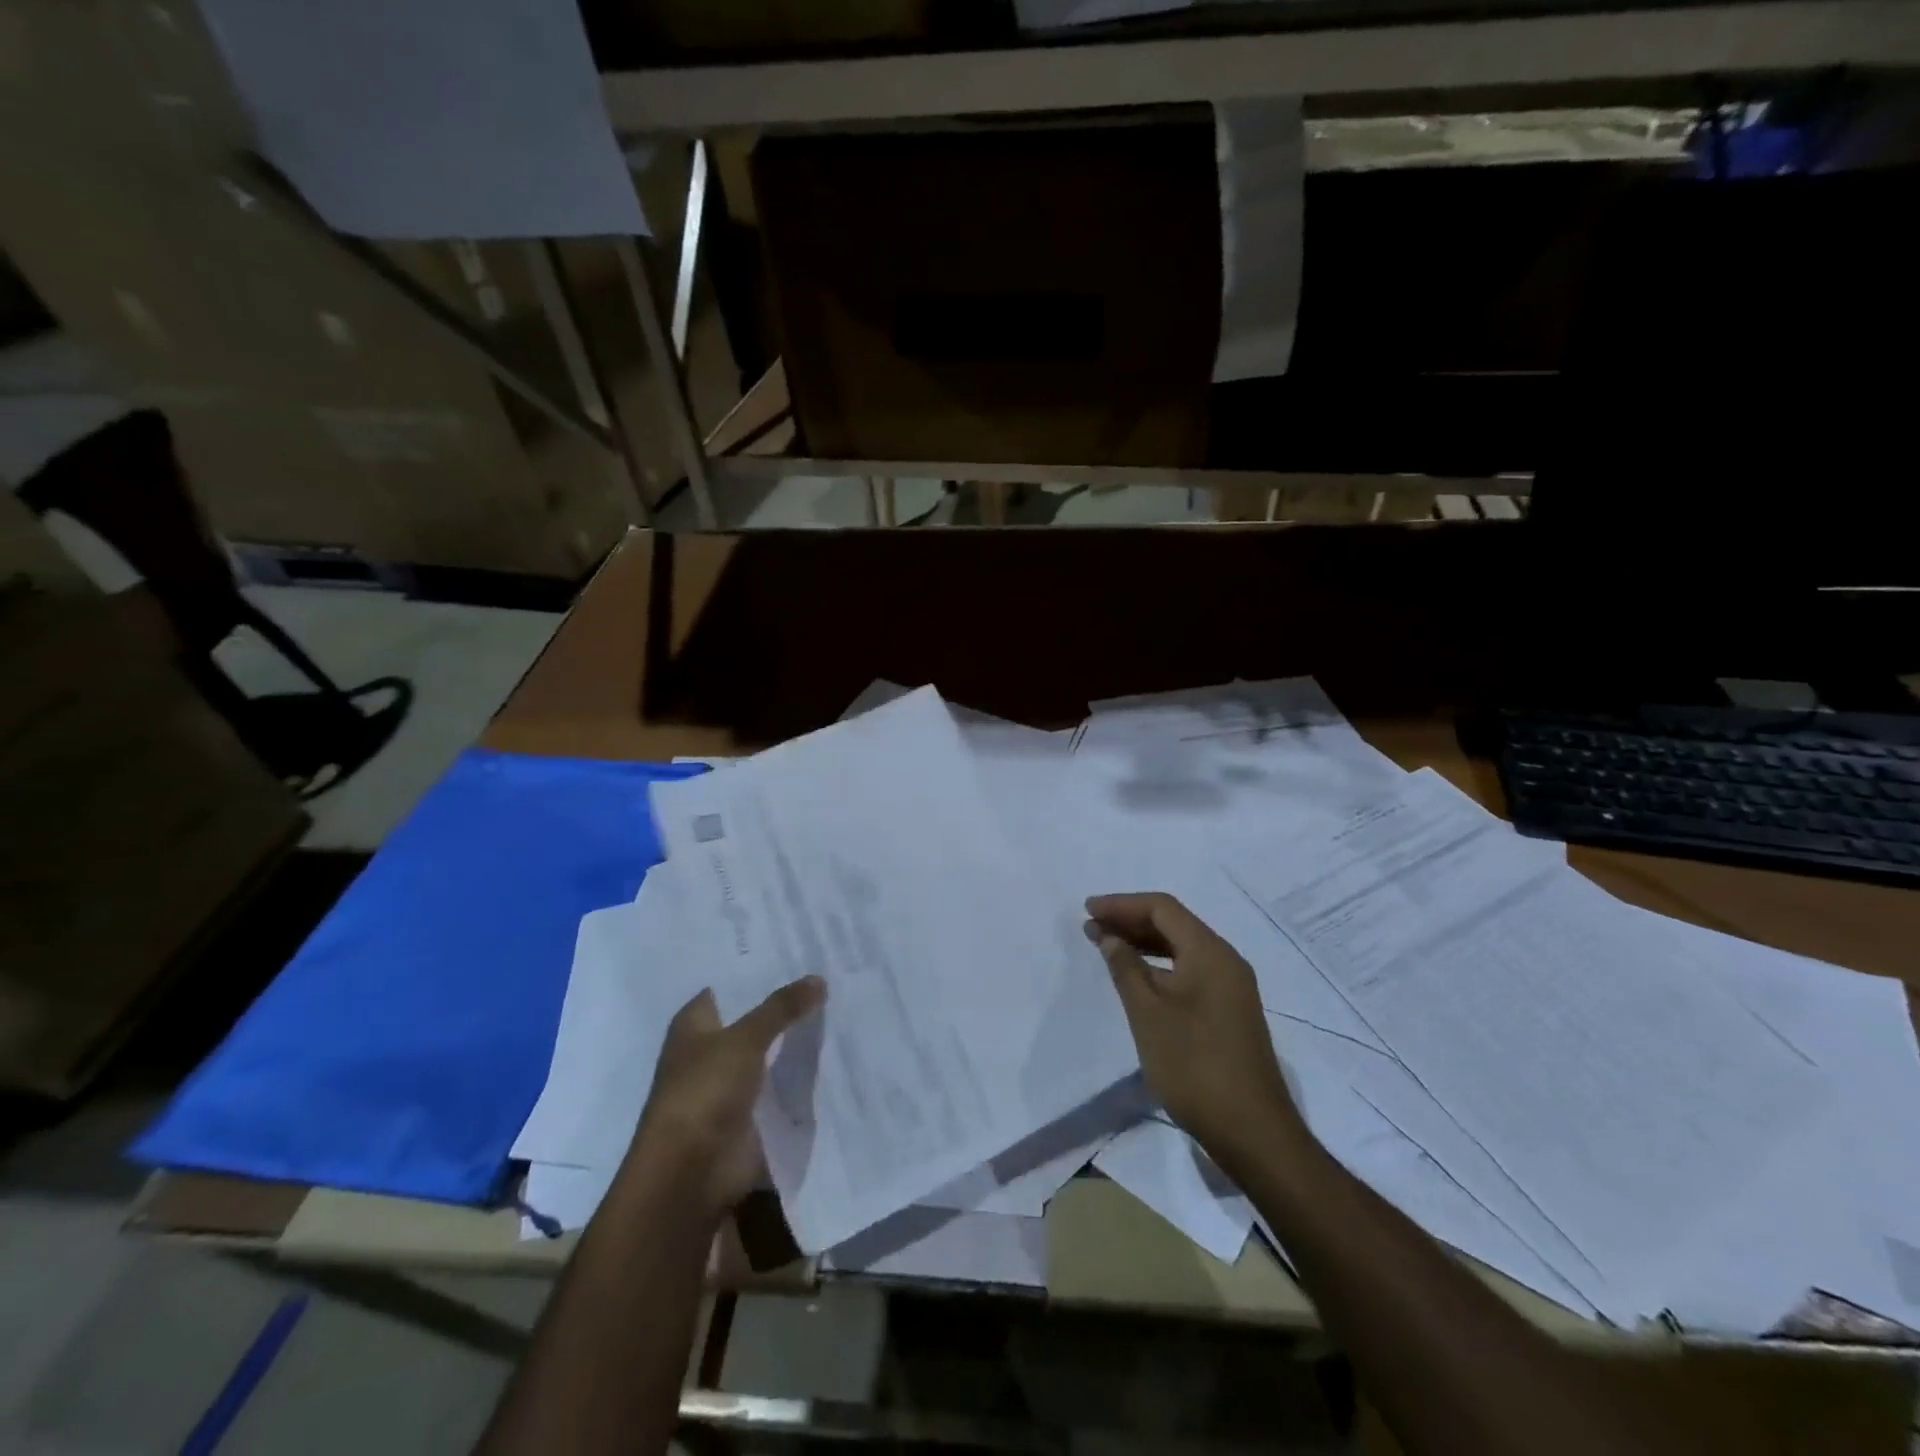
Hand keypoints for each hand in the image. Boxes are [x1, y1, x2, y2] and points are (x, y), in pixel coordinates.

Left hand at [629, 977, 824, 1216]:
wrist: (691, 1174)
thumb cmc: (704, 1092)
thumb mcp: (744, 1039)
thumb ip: (781, 1008)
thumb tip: (818, 978)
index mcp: (694, 1023)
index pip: (730, 983)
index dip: (760, 967)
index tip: (797, 946)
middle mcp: (710, 1048)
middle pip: (753, 1016)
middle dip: (786, 1000)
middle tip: (829, 970)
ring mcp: (730, 1082)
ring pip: (770, 1049)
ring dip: (796, 1037)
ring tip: (841, 1003)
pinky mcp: (750, 1112)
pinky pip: (781, 1083)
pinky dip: (802, 1072)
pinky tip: (835, 1049)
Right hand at [1085, 893, 1301, 1170]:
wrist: (1252, 1132)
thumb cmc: (1194, 1065)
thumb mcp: (1148, 1013)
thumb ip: (1126, 967)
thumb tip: (1109, 936)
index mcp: (1210, 952)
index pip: (1163, 908)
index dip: (1122, 904)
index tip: (1087, 909)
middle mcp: (1226, 961)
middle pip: (1174, 924)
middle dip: (1131, 921)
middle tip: (1091, 926)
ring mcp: (1232, 988)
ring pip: (1182, 948)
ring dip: (1144, 943)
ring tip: (1106, 946)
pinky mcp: (1230, 1012)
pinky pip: (1190, 971)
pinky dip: (1160, 966)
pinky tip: (1137, 978)